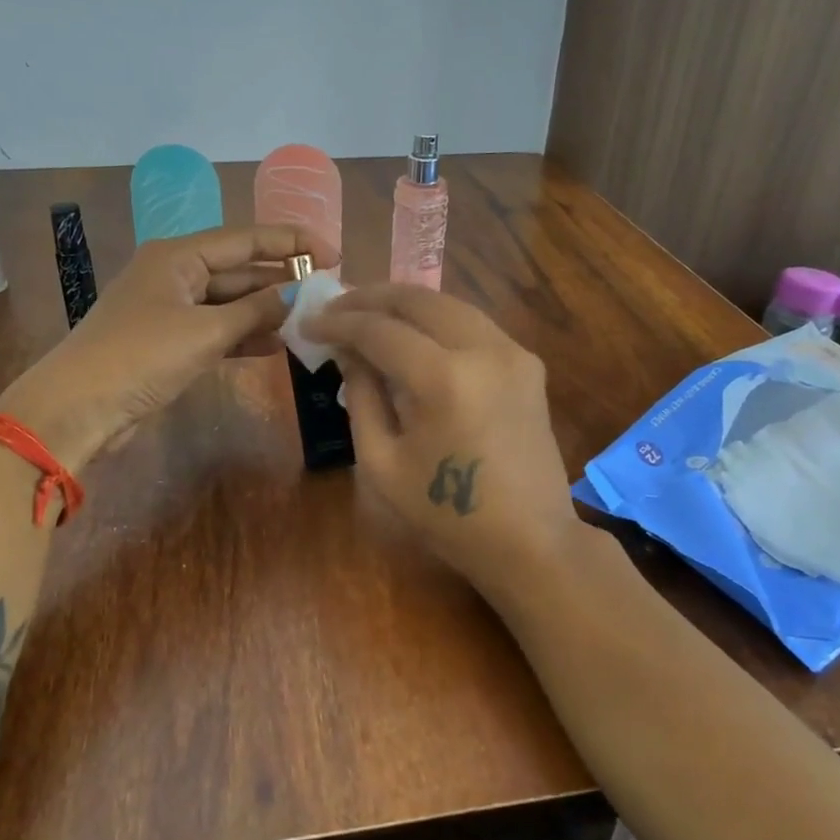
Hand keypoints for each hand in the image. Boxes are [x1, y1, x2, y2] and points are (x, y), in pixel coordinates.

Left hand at [0, 223, 336, 468]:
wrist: (78, 408)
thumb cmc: (140, 357)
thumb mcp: (205, 331)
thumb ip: (256, 310)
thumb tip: (300, 292)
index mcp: (178, 255)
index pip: (246, 239)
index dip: (292, 244)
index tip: (333, 255)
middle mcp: (176, 274)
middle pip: (239, 269)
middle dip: (282, 279)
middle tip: (328, 291)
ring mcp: (172, 309)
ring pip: (231, 302)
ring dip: (267, 310)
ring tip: (312, 318)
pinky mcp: (170, 342)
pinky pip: (218, 329)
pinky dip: (245, 335)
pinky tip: (278, 344)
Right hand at [305, 284, 578, 594]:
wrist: (530, 541)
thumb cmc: (447, 515)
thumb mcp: (382, 465)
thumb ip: (362, 398)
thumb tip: (349, 353)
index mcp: (444, 379)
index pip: (380, 330)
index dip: (339, 322)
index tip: (309, 323)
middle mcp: (483, 349)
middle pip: (418, 300)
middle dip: (371, 297)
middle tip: (336, 306)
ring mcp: (513, 352)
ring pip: (449, 304)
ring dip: (405, 303)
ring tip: (369, 313)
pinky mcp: (528, 363)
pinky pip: (473, 324)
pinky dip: (437, 321)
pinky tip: (414, 334)